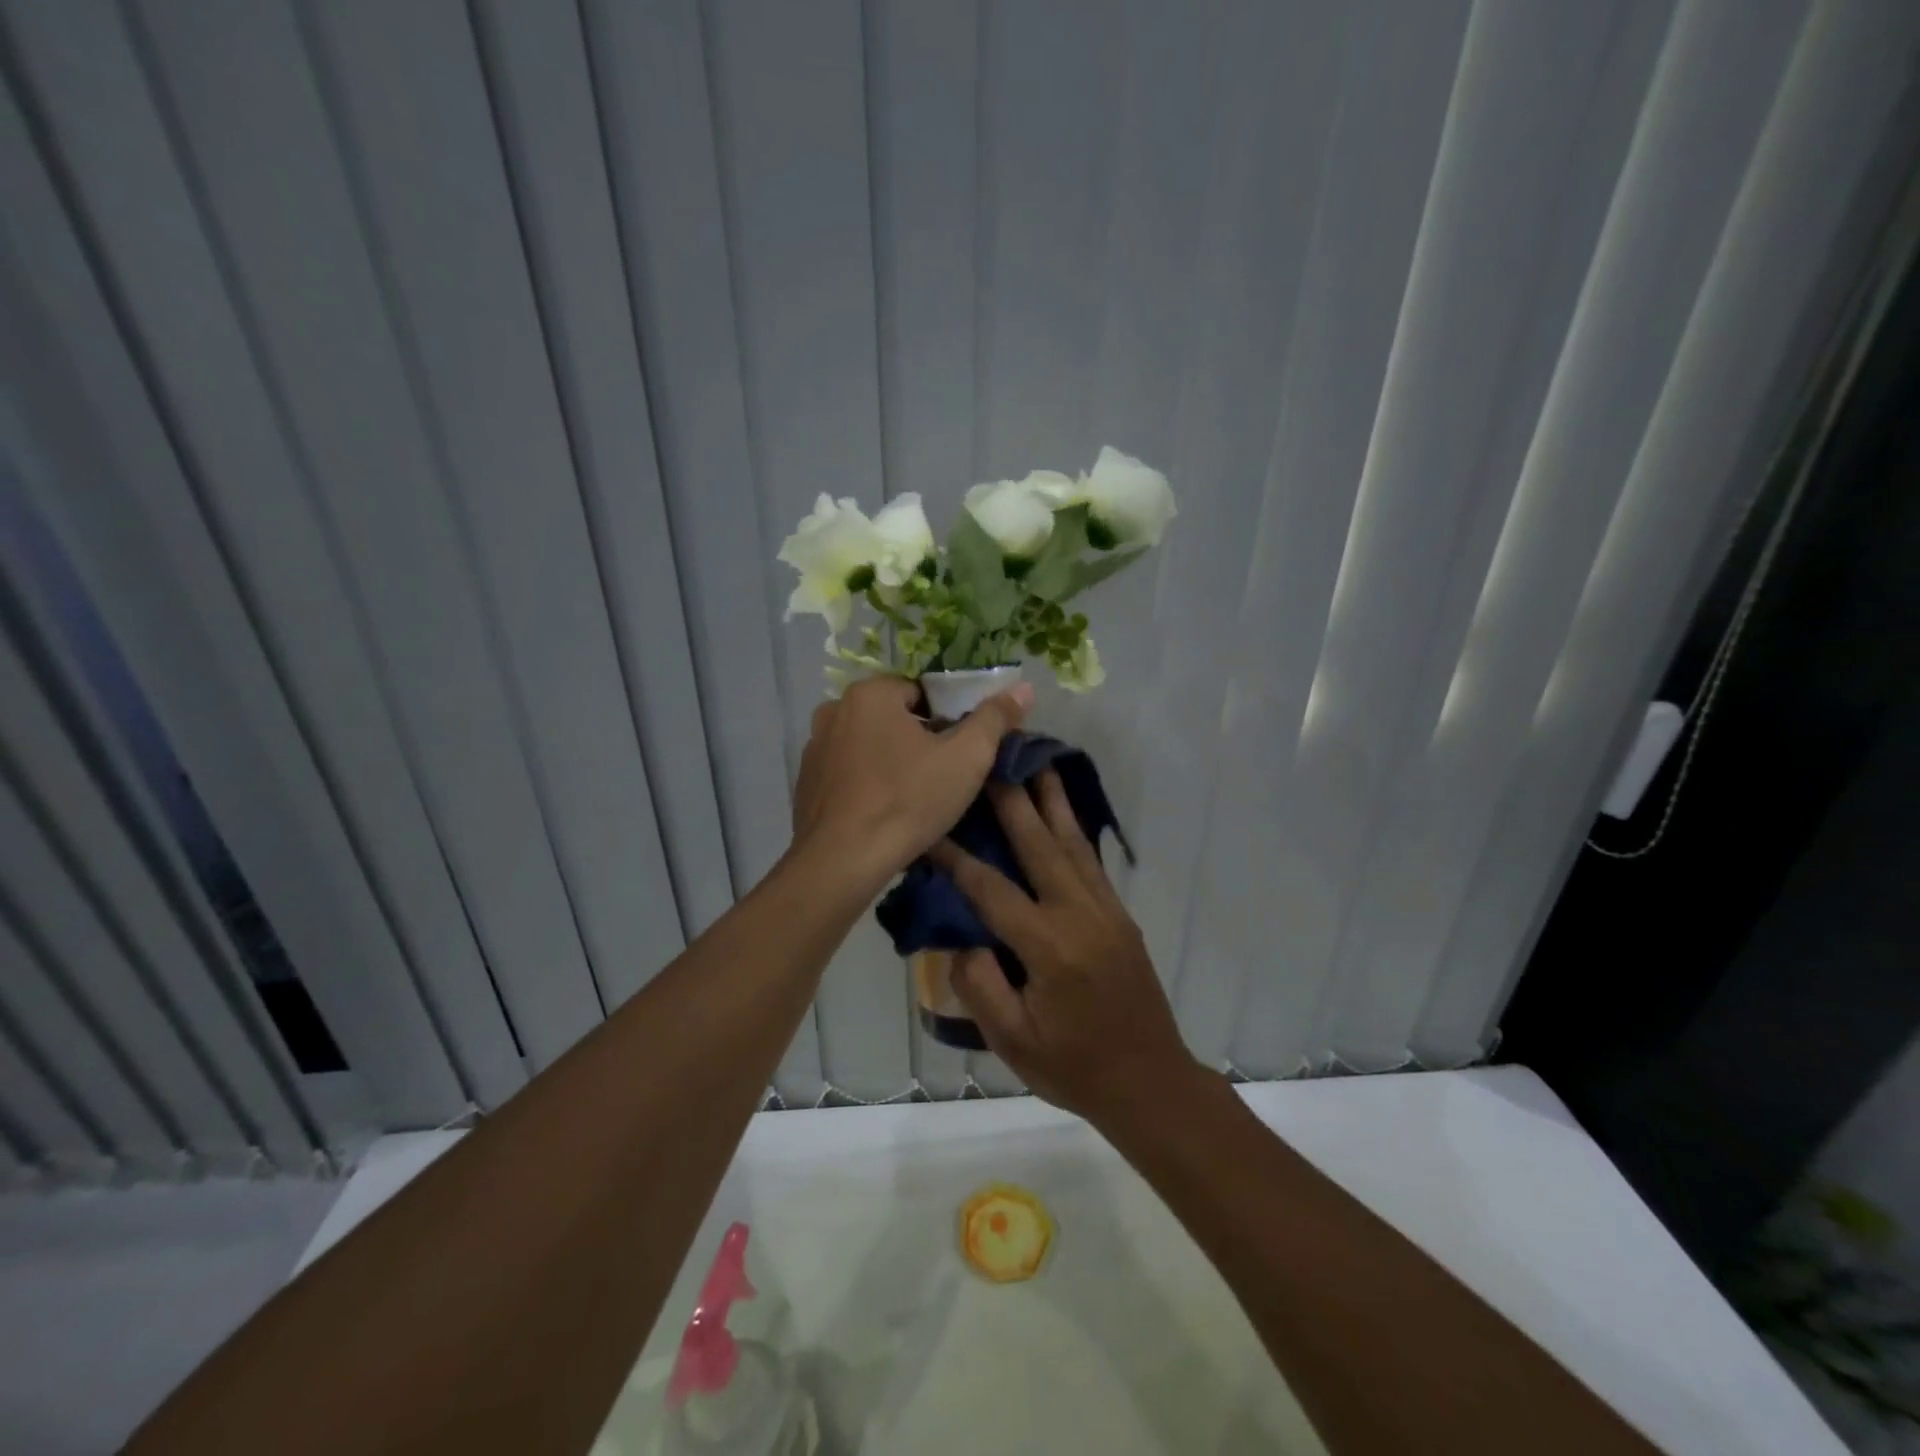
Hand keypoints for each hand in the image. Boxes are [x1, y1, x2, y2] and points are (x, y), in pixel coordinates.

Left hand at [791, 675, 1032, 887]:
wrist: (842, 862)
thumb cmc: (908, 801)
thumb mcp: (967, 758)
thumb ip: (995, 718)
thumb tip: (1023, 688)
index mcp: (870, 693)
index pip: (922, 691)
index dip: (948, 719)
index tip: (961, 751)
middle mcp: (834, 710)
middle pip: (893, 717)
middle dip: (919, 739)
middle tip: (943, 776)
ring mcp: (814, 747)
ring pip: (869, 745)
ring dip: (891, 760)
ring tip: (914, 797)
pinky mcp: (805, 782)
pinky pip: (848, 772)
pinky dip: (866, 783)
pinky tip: (883, 811)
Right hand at [930, 771, 1204, 1127]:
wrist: (1151, 1083)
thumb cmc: (1075, 1069)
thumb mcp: (1013, 1041)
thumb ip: (981, 986)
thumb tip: (961, 939)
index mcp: (1050, 947)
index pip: (992, 889)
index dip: (956, 858)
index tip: (929, 827)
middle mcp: (1080, 915)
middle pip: (1040, 844)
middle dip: (1012, 798)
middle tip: (994, 757)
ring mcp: (1106, 910)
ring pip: (1073, 842)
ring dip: (1052, 800)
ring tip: (1037, 761)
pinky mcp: (1120, 915)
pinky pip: (1091, 861)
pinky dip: (1073, 828)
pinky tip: (1063, 811)